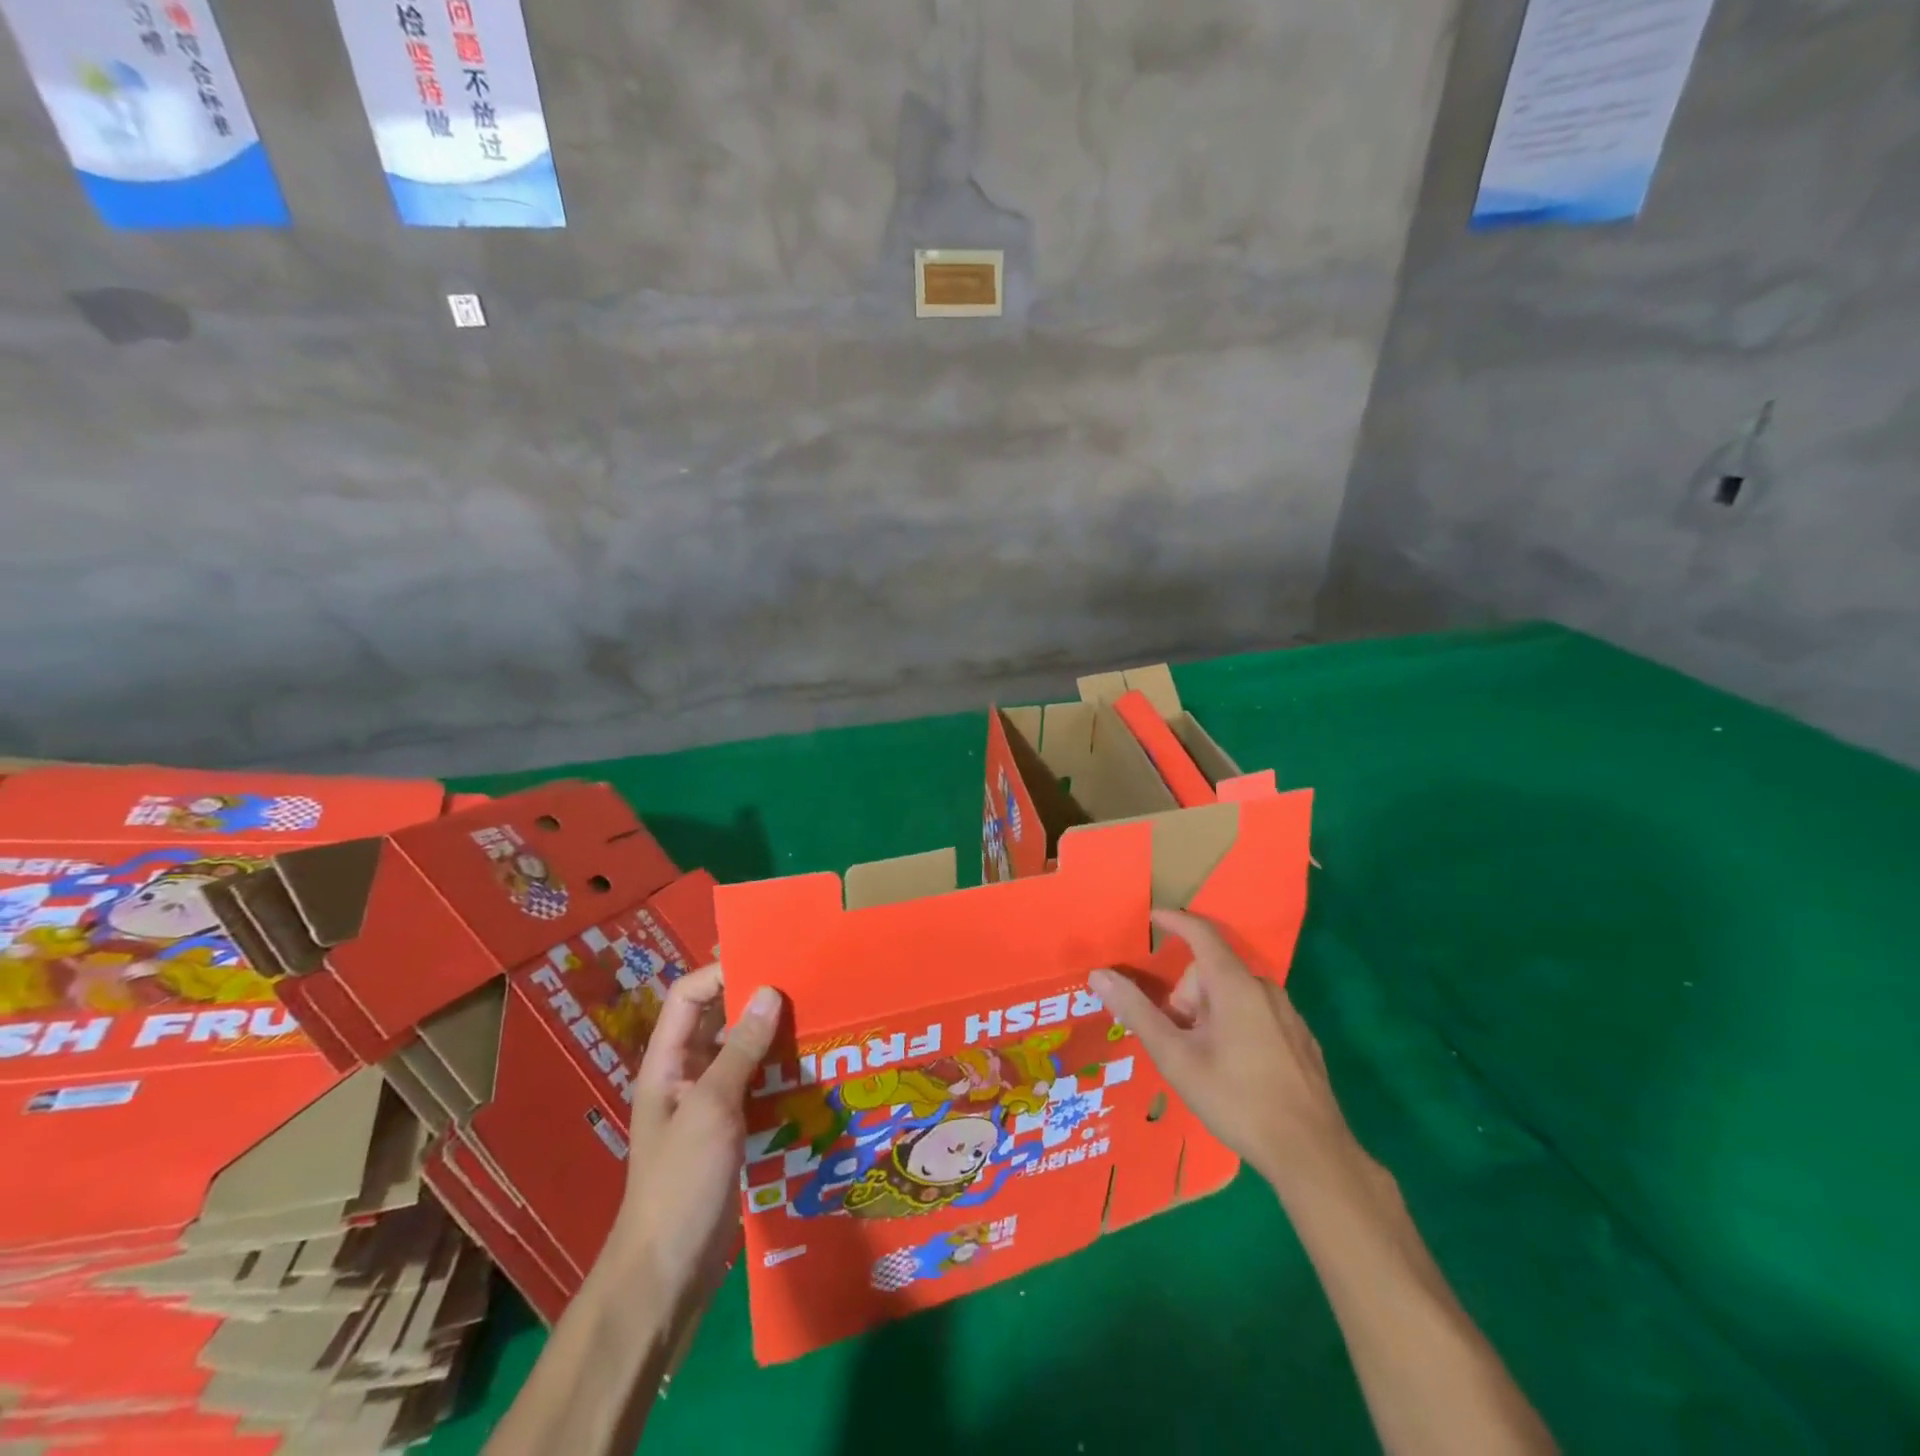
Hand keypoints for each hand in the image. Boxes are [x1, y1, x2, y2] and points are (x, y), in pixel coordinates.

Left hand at [603, 967, 782, 1316]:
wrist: (667, 1275)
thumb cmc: (680, 1183)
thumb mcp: (711, 1109)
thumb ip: (739, 1050)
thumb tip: (769, 991)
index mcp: (667, 1062)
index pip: (689, 996)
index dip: (721, 972)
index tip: (769, 962)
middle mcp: (686, 1074)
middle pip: (718, 1020)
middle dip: (756, 1001)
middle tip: (805, 985)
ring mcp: (709, 1105)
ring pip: (742, 1053)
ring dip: (773, 1037)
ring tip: (818, 1019)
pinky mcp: (731, 1131)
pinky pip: (757, 1086)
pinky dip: (780, 1073)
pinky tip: (814, 1069)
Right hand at [1089, 909, 1354, 1194]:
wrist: (1311, 1154)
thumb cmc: (1236, 1099)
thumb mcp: (1176, 1057)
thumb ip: (1137, 1011)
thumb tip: (1100, 975)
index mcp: (1235, 985)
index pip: (1200, 933)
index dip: (1174, 921)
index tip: (1150, 918)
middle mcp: (1264, 989)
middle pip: (1212, 971)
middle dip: (1186, 996)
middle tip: (1178, 1039)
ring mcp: (1288, 1014)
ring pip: (1233, 993)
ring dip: (1209, 1012)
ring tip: (1204, 1059)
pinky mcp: (1301, 1039)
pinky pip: (1256, 1013)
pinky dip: (1235, 1025)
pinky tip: (1235, 1070)